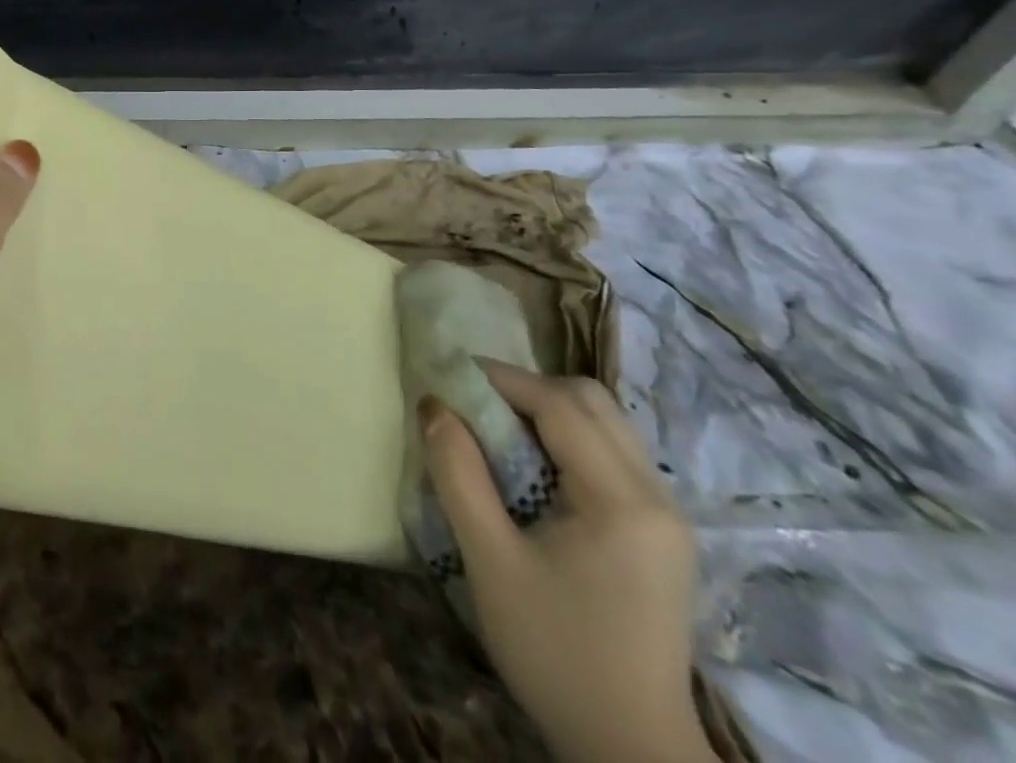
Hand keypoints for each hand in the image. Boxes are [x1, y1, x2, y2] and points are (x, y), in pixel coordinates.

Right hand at [421, 362, 716, 762]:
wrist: (631, 751)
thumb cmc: (555, 651)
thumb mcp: (489, 559)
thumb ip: (458, 472)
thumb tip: (433, 404)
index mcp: (623, 502)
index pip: (560, 405)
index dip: (500, 378)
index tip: (448, 376)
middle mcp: (657, 497)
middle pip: (592, 401)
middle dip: (526, 388)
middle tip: (474, 404)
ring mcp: (667, 517)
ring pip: (606, 423)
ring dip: (547, 411)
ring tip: (496, 432)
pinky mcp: (661, 534)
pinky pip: (612, 453)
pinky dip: (566, 439)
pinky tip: (533, 468)